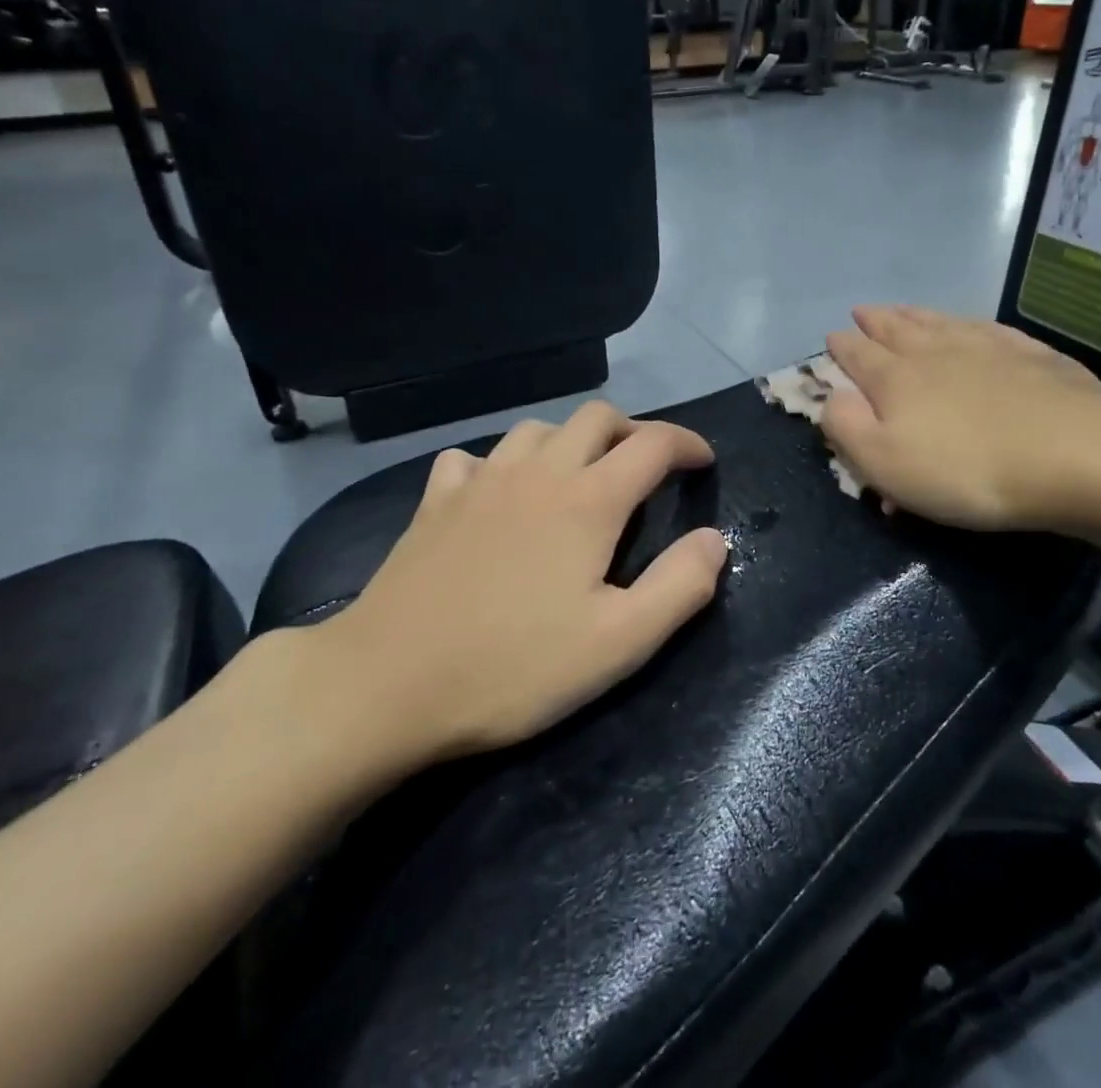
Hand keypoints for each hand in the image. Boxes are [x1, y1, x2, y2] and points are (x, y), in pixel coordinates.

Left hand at [301, 402, 726, 783]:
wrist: (386, 684)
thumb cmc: (513, 667)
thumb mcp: (618, 643)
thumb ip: (679, 586)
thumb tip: (714, 539)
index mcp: (588, 500)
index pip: (652, 444)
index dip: (687, 444)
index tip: (704, 462)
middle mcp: (538, 472)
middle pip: (596, 417)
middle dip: (632, 431)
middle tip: (647, 469)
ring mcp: (481, 481)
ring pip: (537, 429)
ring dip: (570, 441)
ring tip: (580, 477)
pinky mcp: (436, 501)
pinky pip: (475, 458)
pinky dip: (501, 464)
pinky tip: (499, 495)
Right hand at [820, 305, 1100, 534]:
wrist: (1074, 456)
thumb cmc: (966, 469)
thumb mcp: (885, 463)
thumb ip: (846, 428)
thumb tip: (831, 398)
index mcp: (896, 378)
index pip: (859, 355)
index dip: (842, 347)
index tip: (832, 336)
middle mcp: (936, 351)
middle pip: (897, 329)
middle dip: (875, 321)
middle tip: (861, 311)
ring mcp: (987, 347)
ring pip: (939, 322)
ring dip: (915, 314)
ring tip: (902, 308)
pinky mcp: (1032, 355)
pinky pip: (988, 328)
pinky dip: (969, 323)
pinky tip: (971, 324)